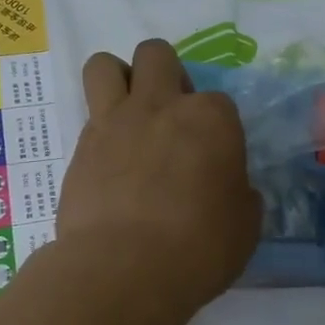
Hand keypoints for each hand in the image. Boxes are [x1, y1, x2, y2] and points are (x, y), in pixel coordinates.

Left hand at [62, 39, 260, 309]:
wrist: (123, 269)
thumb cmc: (199, 248)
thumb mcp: (245, 225)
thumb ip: (240, 194)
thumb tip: (230, 188)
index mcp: (211, 118)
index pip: (218, 101)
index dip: (217, 128)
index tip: (214, 160)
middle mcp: (161, 105)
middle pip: (157, 55)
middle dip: (165, 74)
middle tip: (170, 115)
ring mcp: (114, 121)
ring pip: (104, 65)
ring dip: (118, 80)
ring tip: (128, 115)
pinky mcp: (80, 146)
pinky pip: (87, 115)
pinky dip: (100, 129)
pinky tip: (109, 163)